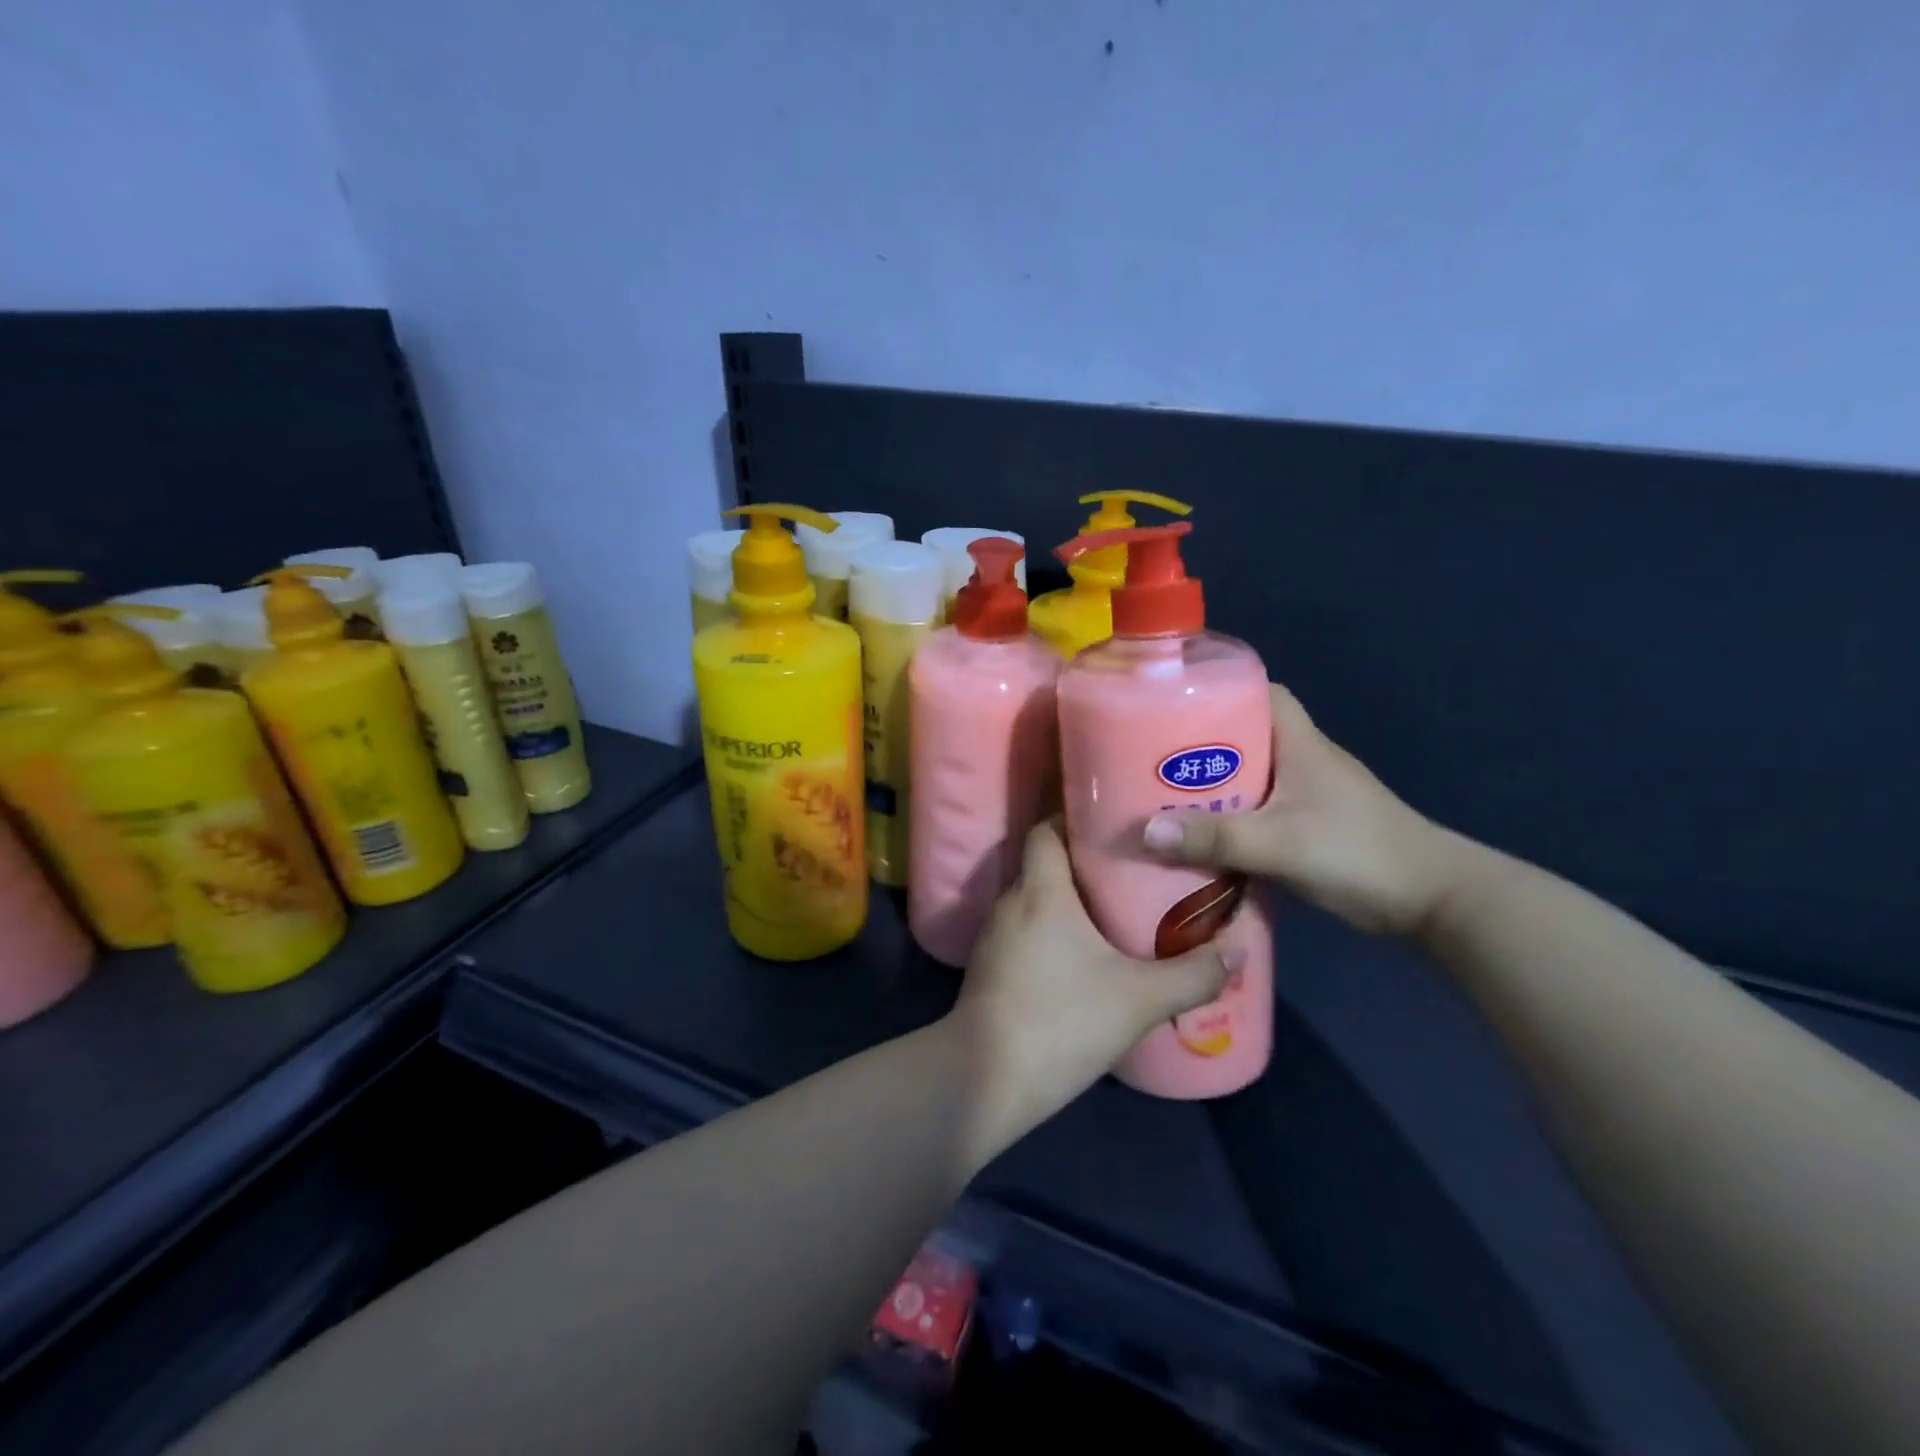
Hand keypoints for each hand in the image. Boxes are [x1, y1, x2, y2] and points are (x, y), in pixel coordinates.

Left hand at [950, 819, 1239, 1149]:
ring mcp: (994, 936)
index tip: (1114, 820)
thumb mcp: (1139, 999)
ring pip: (1034, 899)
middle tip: (1130, 866)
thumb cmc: (1062, 1021)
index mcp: (1040, 890)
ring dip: (1067, 899)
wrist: (986, 1079)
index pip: (1045, 829)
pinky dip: (1050, 930)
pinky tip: (1081, 954)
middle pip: (1043, 862)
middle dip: (1083, 860)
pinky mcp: (989, 967)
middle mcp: (1011, 902)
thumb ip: (1192, 974)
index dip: (1074, 817)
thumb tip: (1238, 949)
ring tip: (1112, 906)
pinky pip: (1024, 931)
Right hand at [1143, 682, 1461, 936]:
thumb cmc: (1357, 852)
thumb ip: (1215, 837)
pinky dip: (1229, 815)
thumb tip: (1143, 831)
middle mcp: (1303, 759)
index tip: (1174, 699)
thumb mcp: (1279, 843)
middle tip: (1152, 755)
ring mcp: (1309, 794)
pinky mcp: (1310, 826)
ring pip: (1249, 774)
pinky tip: (1200, 833)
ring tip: (1162, 794)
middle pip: (1244, 734)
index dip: (1221, 687)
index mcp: (1300, 743)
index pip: (1261, 691)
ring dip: (1212, 783)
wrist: (1432, 901)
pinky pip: (1257, 808)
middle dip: (1199, 741)